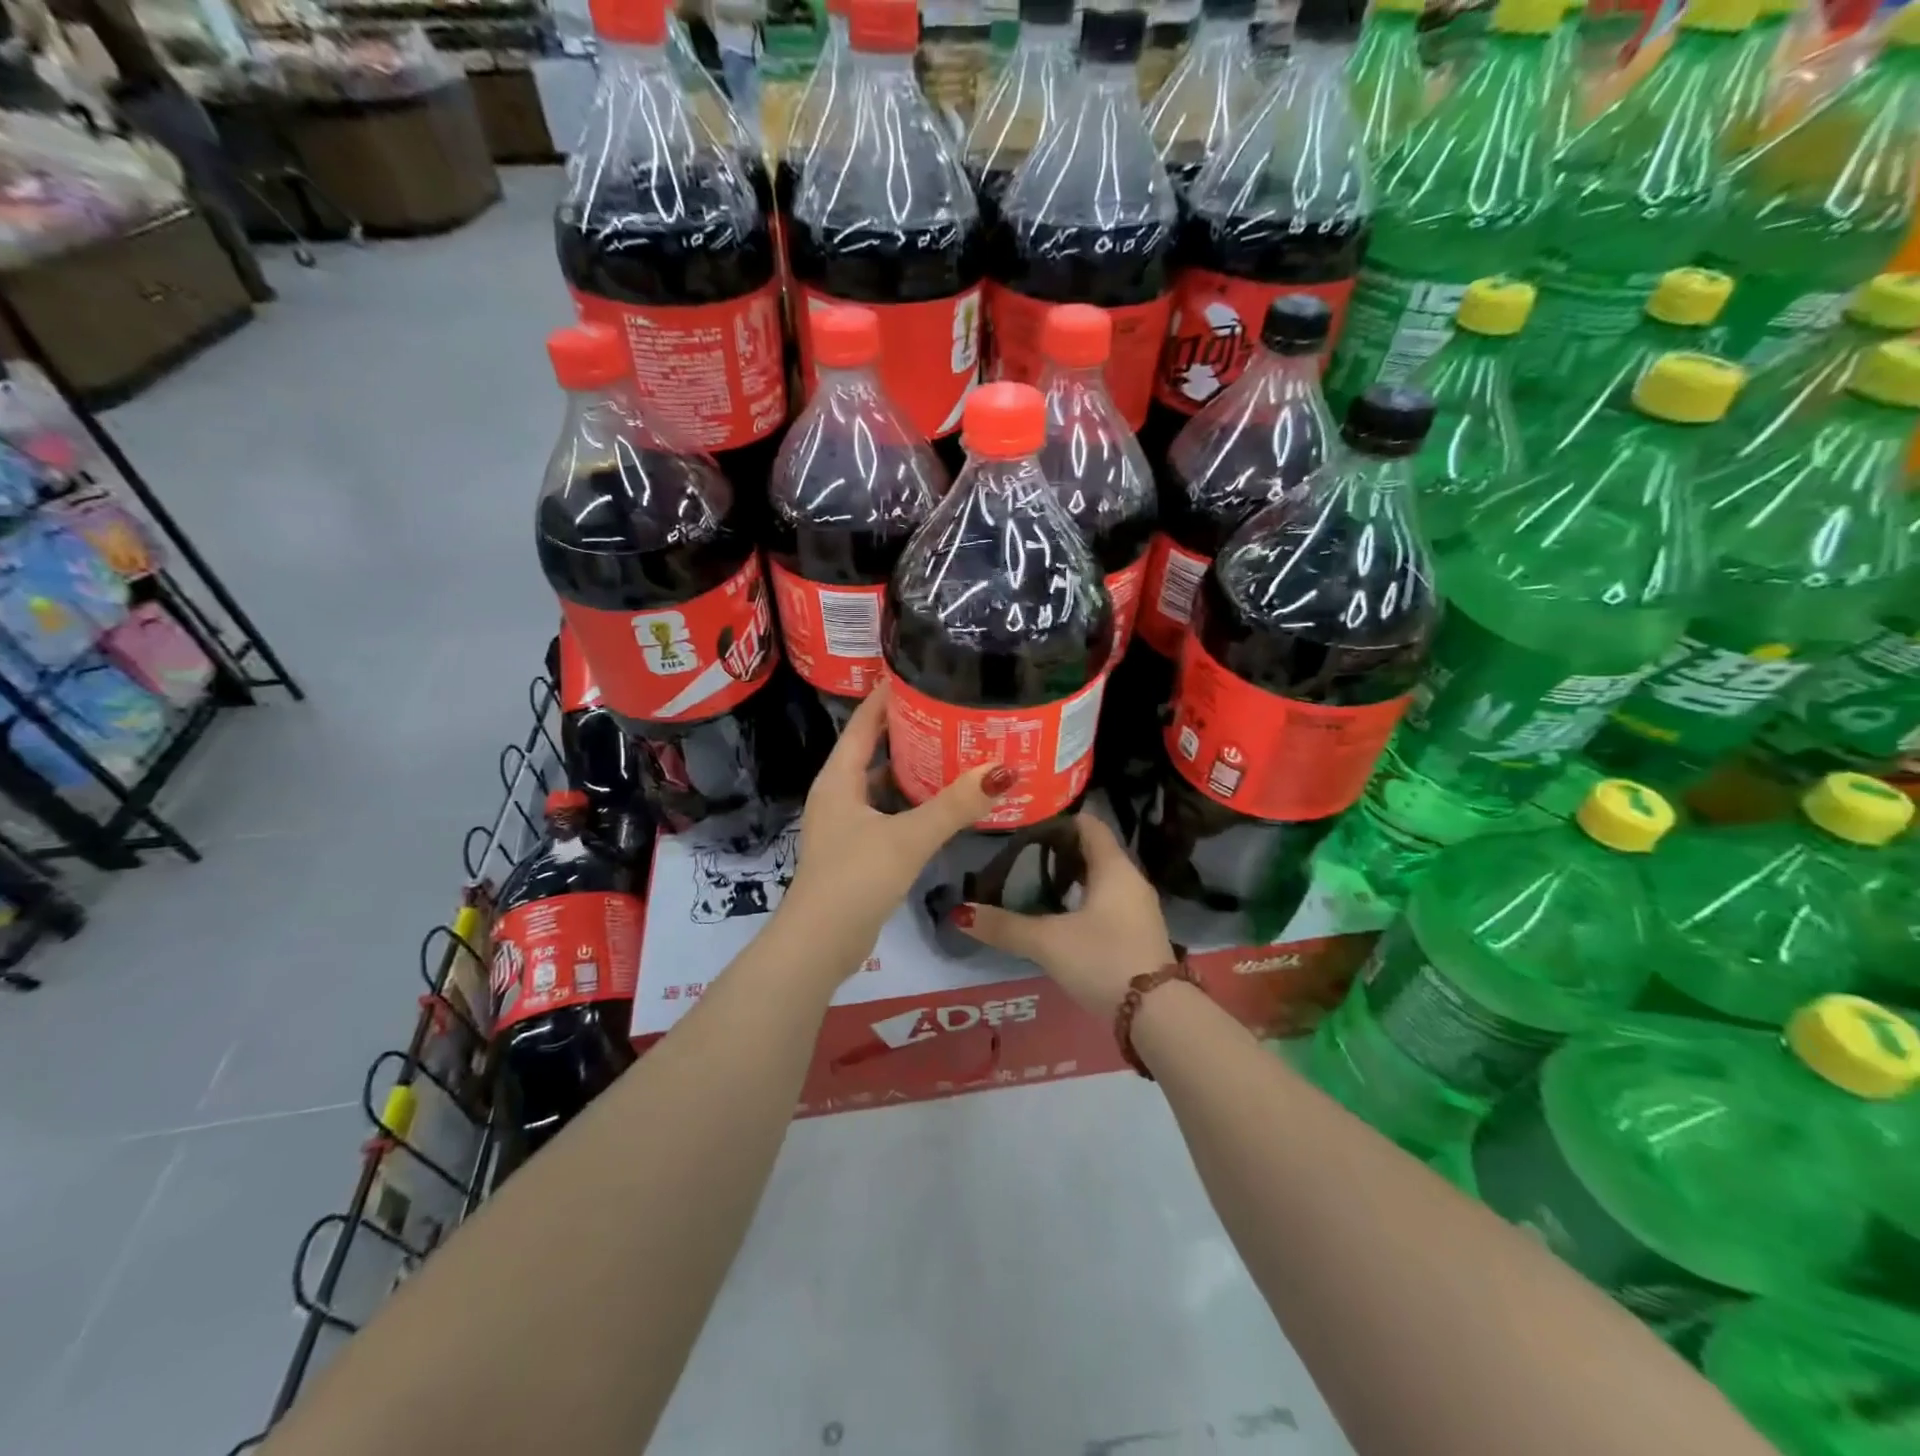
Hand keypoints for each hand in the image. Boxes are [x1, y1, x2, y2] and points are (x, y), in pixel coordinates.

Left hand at [783, 681, 1010, 966]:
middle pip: (874, 749)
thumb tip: (1002, 771)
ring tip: (954, 750)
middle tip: (952, 711)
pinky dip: (912, 801)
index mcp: (839, 778)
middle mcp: (839, 794)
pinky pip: (888, 811)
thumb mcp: (908, 837)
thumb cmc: (855, 879)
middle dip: (909, 730)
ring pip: (882, 783)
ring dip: (912, 768)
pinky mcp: (857, 849)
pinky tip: (942, 803)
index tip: (921, 671)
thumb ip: (954, 805)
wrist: (819, 945)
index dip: (888, 696)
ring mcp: (846, 823)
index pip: (864, 722)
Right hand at [954, 812, 1175, 1017]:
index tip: (1026, 826)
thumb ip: (1004, 926)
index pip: (1088, 824)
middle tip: (1021, 856)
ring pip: (1100, 879)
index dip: (1058, 821)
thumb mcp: (1047, 942)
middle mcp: (1130, 880)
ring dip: (1071, 878)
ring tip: (1033, 884)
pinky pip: (1107, 902)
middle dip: (1059, 851)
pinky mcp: (1138, 933)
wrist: (1158, 1015)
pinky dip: (1083, 900)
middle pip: (1094, 851)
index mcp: (1114, 867)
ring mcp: (1138, 908)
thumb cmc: (1103, 959)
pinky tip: (1059, 917)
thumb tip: (960, 913)